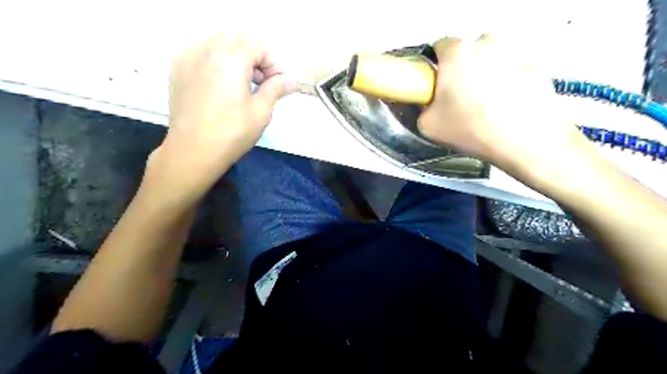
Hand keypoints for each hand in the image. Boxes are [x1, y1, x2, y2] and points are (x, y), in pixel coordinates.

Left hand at [146, 34, 295, 203]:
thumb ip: (276, 89)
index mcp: (231, 59)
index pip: (258, 45)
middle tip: (262, 82)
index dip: (273, 62)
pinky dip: (215, 58)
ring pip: (217, 41)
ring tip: (242, 82)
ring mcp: (188, 57)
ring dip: (236, 55)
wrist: (193, 151)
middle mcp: (207, 49)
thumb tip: (291, 80)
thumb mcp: (261, 112)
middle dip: (255, 56)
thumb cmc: (232, 133)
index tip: (278, 83)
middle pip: (238, 38)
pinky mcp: (177, 68)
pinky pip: (200, 50)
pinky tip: (220, 81)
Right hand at [415, 36, 593, 183]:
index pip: (439, 47)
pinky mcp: (538, 62)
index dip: (437, 66)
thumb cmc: (472, 129)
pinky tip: (508, 101)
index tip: (438, 84)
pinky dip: (510, 78)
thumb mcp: (428, 125)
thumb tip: (427, 103)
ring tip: (487, 101)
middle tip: (462, 97)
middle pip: (468, 51)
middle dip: (463, 69)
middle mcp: (487, 41)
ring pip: (493, 56)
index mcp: (456, 53)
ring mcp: (516, 49)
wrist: (523, 141)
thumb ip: (422, 107)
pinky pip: (515, 66)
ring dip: (487, 71)